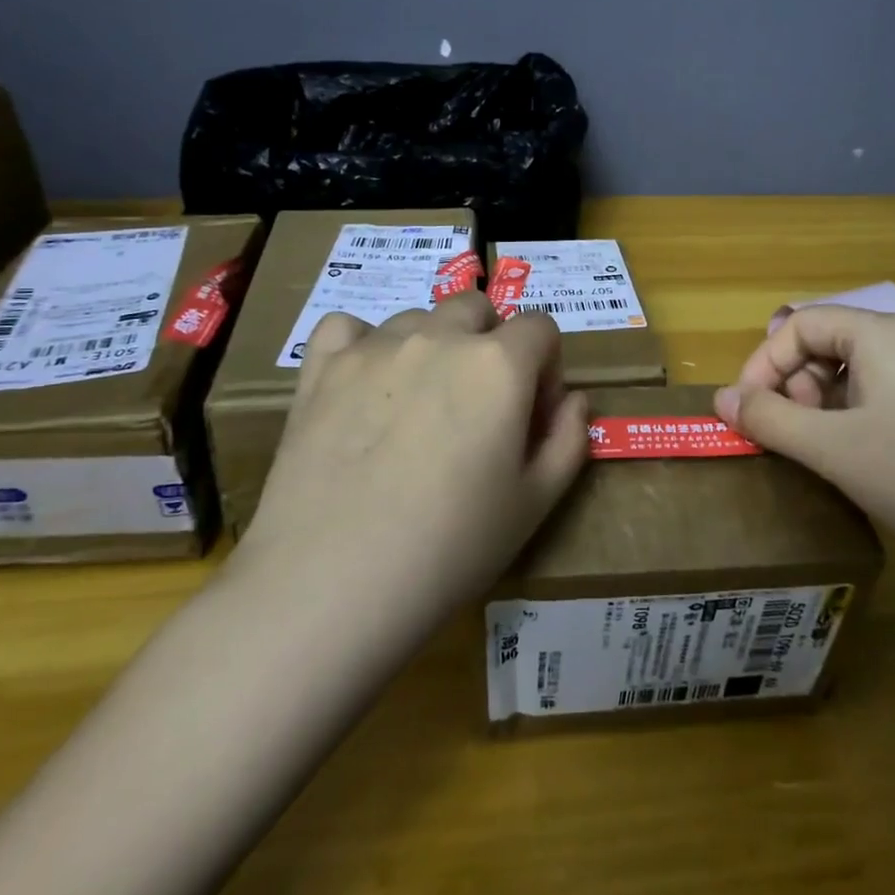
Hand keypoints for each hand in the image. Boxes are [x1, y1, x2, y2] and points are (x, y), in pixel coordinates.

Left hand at [237, 292, 590, 634]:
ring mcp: (374, 348)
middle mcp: (439, 338)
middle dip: (491, 343)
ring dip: (432, 346)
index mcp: (499, 364)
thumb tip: (573, 401)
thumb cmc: (450, 548)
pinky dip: (362, 345)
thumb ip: (568, 440)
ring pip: (417, 318)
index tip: (533, 415)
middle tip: (478, 406)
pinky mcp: (321, 369)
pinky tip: (363, 386)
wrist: (331, 585)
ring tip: (419, 407)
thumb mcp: (535, 504)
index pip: (541, 327)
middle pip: (477, 309)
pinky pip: (347, 328)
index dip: (546, 367)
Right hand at [715, 306, 894, 604]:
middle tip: (790, 435)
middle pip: (830, 342)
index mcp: (882, 334)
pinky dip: (860, 416)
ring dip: (825, 403)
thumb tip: (721, 399)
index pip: (800, 324)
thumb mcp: (833, 451)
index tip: (747, 411)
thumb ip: (768, 421)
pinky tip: (870, 460)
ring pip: (860, 371)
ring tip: (825, 451)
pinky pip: (891, 393)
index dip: (762, 363)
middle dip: (794, 384)